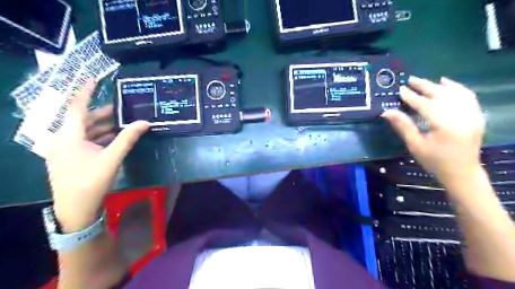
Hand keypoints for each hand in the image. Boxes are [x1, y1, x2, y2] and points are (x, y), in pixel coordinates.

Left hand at [44, 80, 149, 232]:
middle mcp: (62, 138)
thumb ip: (128, 138)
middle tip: (122, 108)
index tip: (92, 78)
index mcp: (68, 136)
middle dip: (103, 113)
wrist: (75, 208)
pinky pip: (84, 140)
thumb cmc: (91, 181)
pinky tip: (113, 137)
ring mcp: (63, 148)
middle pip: (83, 119)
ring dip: (103, 126)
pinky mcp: (68, 157)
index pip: (77, 107)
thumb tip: (145, 122)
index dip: (85, 92)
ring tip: (122, 122)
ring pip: (84, 130)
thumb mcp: (112, 158)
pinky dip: (99, 137)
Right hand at [382, 77, 487, 183]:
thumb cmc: (434, 161)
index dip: (412, 97)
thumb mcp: (415, 145)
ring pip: (455, 93)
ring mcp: (472, 115)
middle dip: (425, 86)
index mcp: (445, 125)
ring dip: (439, 86)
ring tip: (425, 81)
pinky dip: (457, 88)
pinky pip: (468, 96)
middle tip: (411, 79)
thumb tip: (387, 112)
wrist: (462, 172)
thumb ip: (402, 126)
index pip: (426, 105)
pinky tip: (447, 83)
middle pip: (441, 96)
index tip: (401, 89)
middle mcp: (461, 116)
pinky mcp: (477, 116)